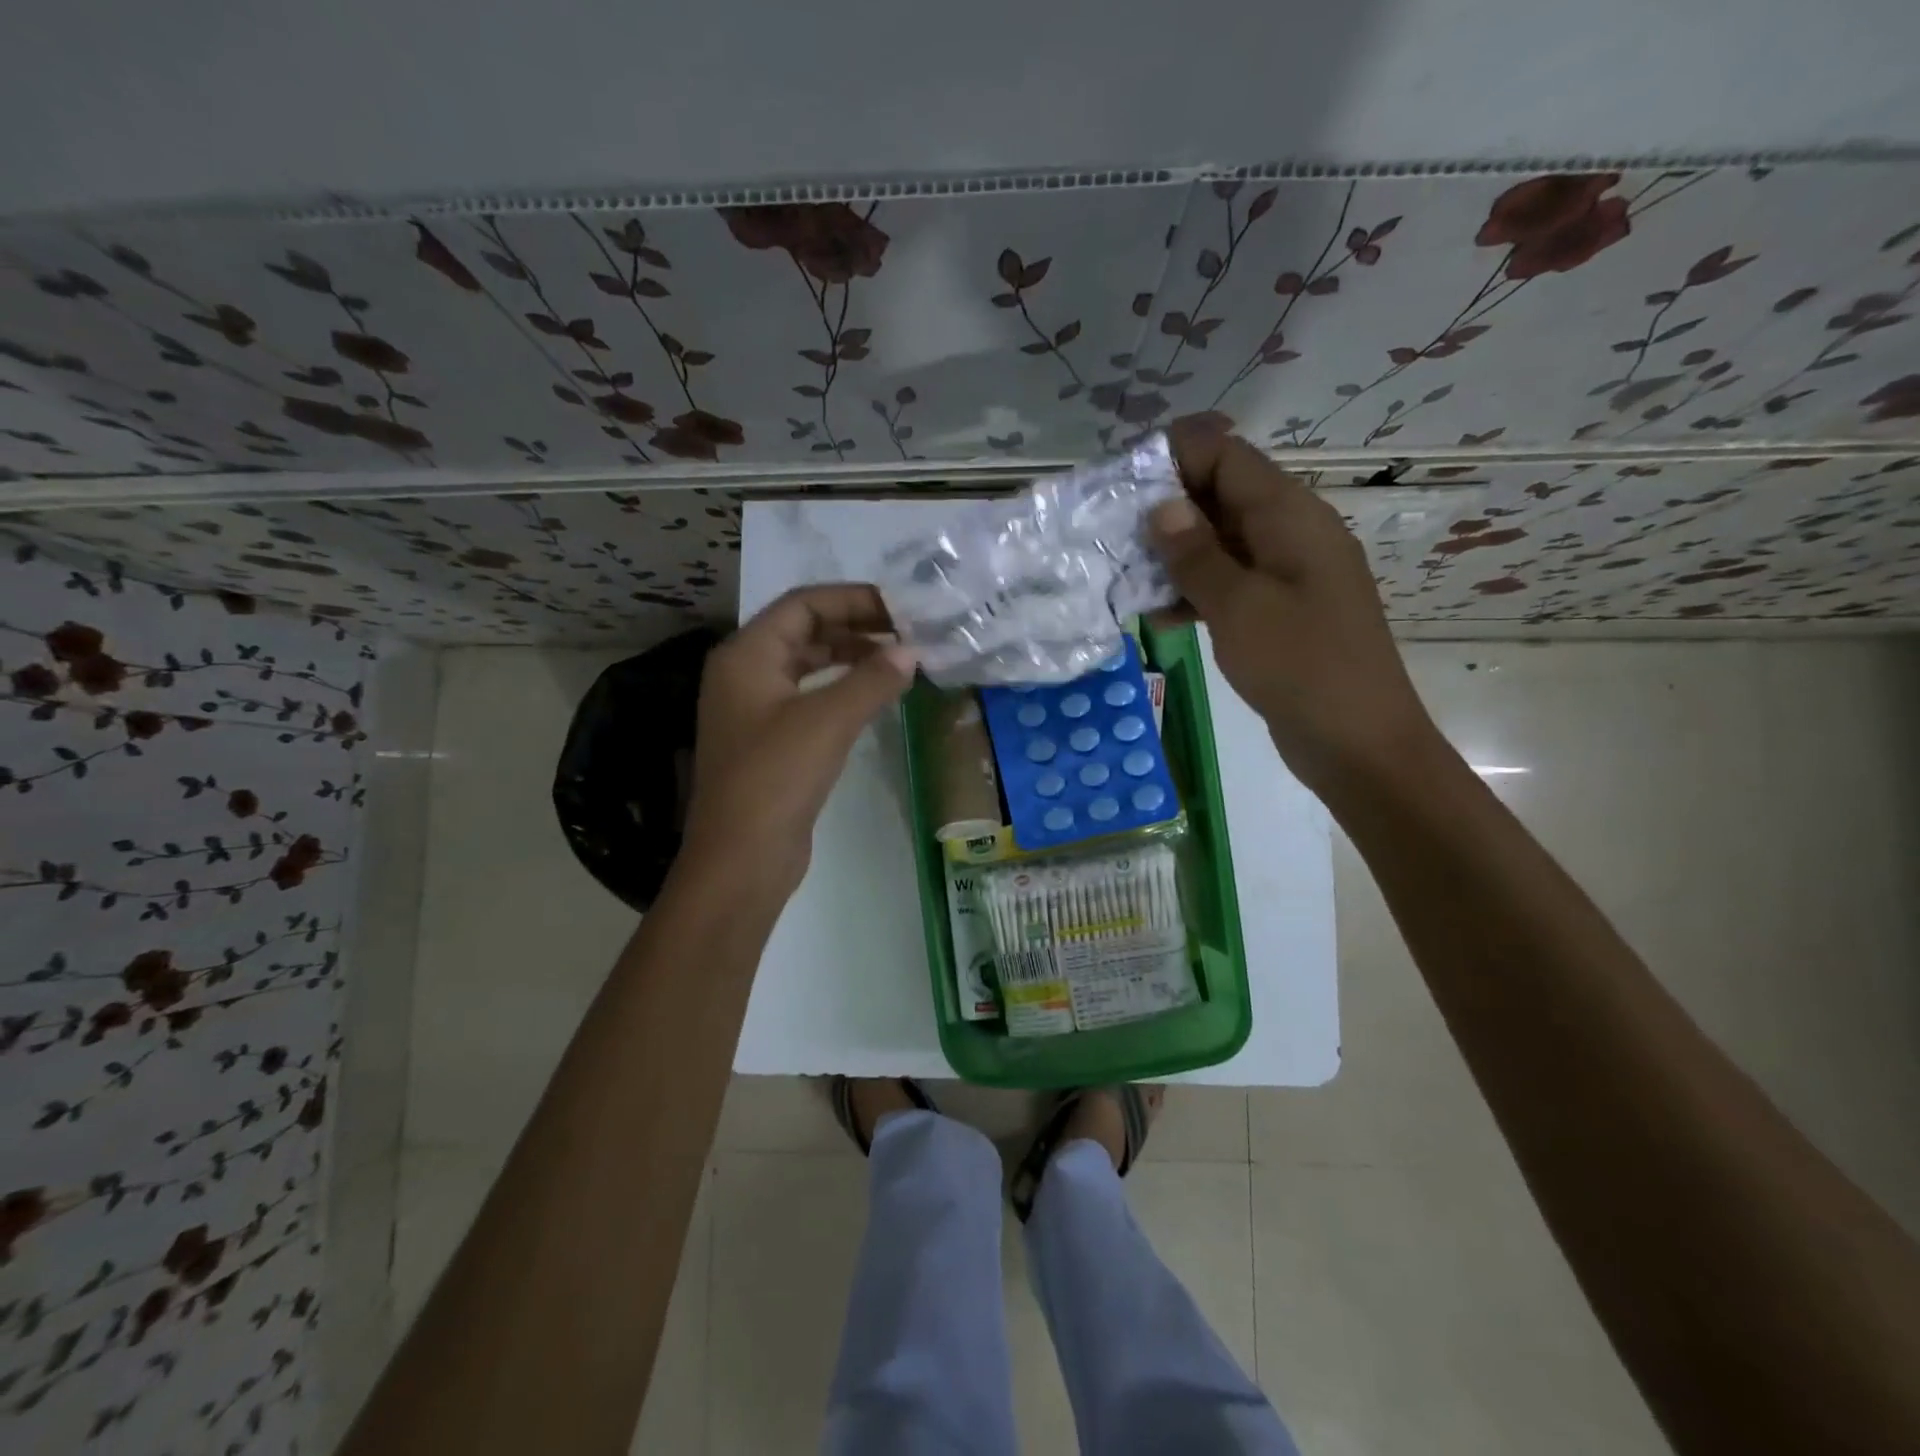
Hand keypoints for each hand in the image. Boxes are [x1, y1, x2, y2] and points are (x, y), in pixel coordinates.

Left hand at [681, 584, 914, 891]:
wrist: (741, 859)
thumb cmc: (776, 778)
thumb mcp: (828, 721)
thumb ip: (872, 679)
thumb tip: (911, 651)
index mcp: (746, 654)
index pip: (803, 604)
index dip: (853, 599)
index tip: (901, 608)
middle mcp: (745, 673)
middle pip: (804, 630)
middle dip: (856, 626)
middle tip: (907, 634)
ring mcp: (755, 709)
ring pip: (808, 664)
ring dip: (851, 657)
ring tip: (899, 660)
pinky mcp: (771, 740)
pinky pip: (810, 697)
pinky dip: (842, 688)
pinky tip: (875, 696)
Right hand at [1150, 418, 1438, 793]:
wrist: (1358, 742)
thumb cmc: (1300, 665)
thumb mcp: (1238, 606)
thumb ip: (1195, 554)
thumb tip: (1161, 506)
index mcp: (1290, 516)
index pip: (1227, 456)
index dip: (1175, 456)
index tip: (1123, 479)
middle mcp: (1291, 533)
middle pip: (1222, 495)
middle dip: (1167, 507)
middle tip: (1112, 530)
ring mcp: (1287, 574)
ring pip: (1222, 543)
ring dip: (1175, 554)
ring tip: (1125, 573)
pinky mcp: (1279, 611)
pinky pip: (1231, 583)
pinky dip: (1195, 591)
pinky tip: (1158, 614)